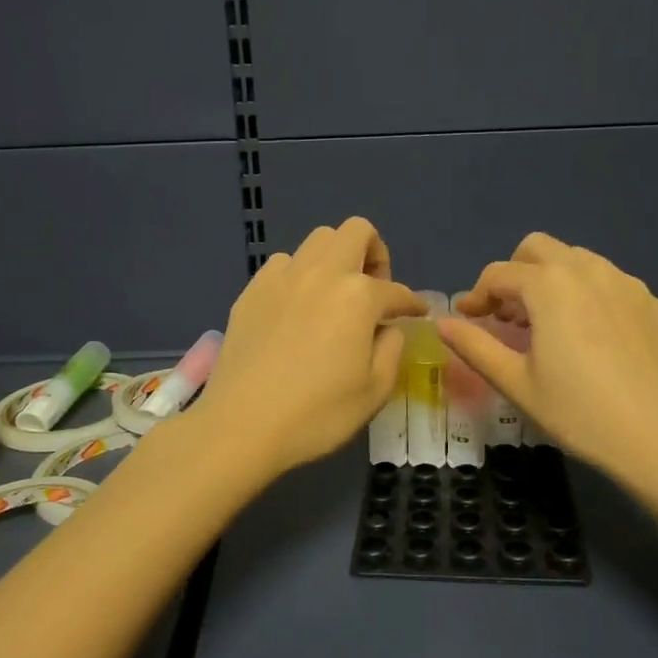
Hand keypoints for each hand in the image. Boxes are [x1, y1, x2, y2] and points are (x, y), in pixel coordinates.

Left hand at [193, 217, 425, 477]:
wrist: (242, 425)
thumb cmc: (317, 414)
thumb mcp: (374, 390)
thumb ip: (391, 349)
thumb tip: (388, 328)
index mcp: (358, 296)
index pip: (396, 290)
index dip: (411, 303)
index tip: (416, 314)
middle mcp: (321, 274)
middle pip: (355, 231)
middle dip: (374, 253)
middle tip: (373, 291)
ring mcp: (281, 278)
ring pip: (316, 241)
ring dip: (334, 260)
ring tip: (333, 298)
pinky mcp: (251, 291)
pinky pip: (282, 265)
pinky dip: (298, 277)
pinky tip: (297, 310)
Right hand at [439, 232, 657, 475]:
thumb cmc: (579, 413)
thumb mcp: (516, 383)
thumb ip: (475, 346)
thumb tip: (443, 323)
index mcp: (550, 286)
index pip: (499, 273)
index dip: (476, 295)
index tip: (468, 319)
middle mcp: (591, 271)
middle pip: (539, 248)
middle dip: (516, 273)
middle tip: (510, 315)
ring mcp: (631, 285)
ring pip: (581, 262)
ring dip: (556, 282)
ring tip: (553, 327)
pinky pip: (616, 289)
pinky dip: (595, 302)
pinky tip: (599, 344)